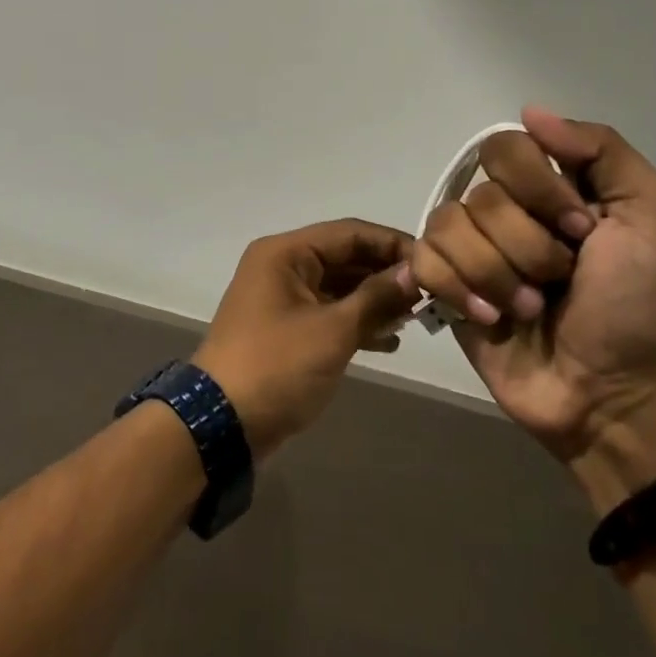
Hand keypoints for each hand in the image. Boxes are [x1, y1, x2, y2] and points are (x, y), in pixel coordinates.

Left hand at [192, 219, 416, 460]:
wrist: (222, 424)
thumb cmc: (277, 366)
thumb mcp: (332, 331)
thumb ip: (376, 298)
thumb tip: (414, 272)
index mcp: (286, 253)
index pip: (350, 233)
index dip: (392, 244)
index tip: (433, 263)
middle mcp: (283, 266)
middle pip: (345, 257)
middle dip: (386, 274)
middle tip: (430, 293)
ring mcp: (284, 298)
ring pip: (340, 287)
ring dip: (376, 300)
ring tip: (416, 318)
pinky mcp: (287, 328)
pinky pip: (330, 313)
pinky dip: (357, 322)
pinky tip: (390, 340)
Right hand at [411, 107, 655, 508]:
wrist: (613, 394)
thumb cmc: (639, 306)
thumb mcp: (655, 218)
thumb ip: (603, 151)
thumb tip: (530, 112)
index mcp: (551, 186)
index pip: (507, 146)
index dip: (539, 187)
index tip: (582, 230)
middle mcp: (505, 209)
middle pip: (481, 194)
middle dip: (527, 245)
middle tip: (560, 278)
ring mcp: (472, 248)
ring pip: (449, 227)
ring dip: (498, 276)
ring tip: (530, 309)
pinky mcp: (446, 287)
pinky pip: (424, 260)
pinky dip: (459, 289)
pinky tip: (491, 318)